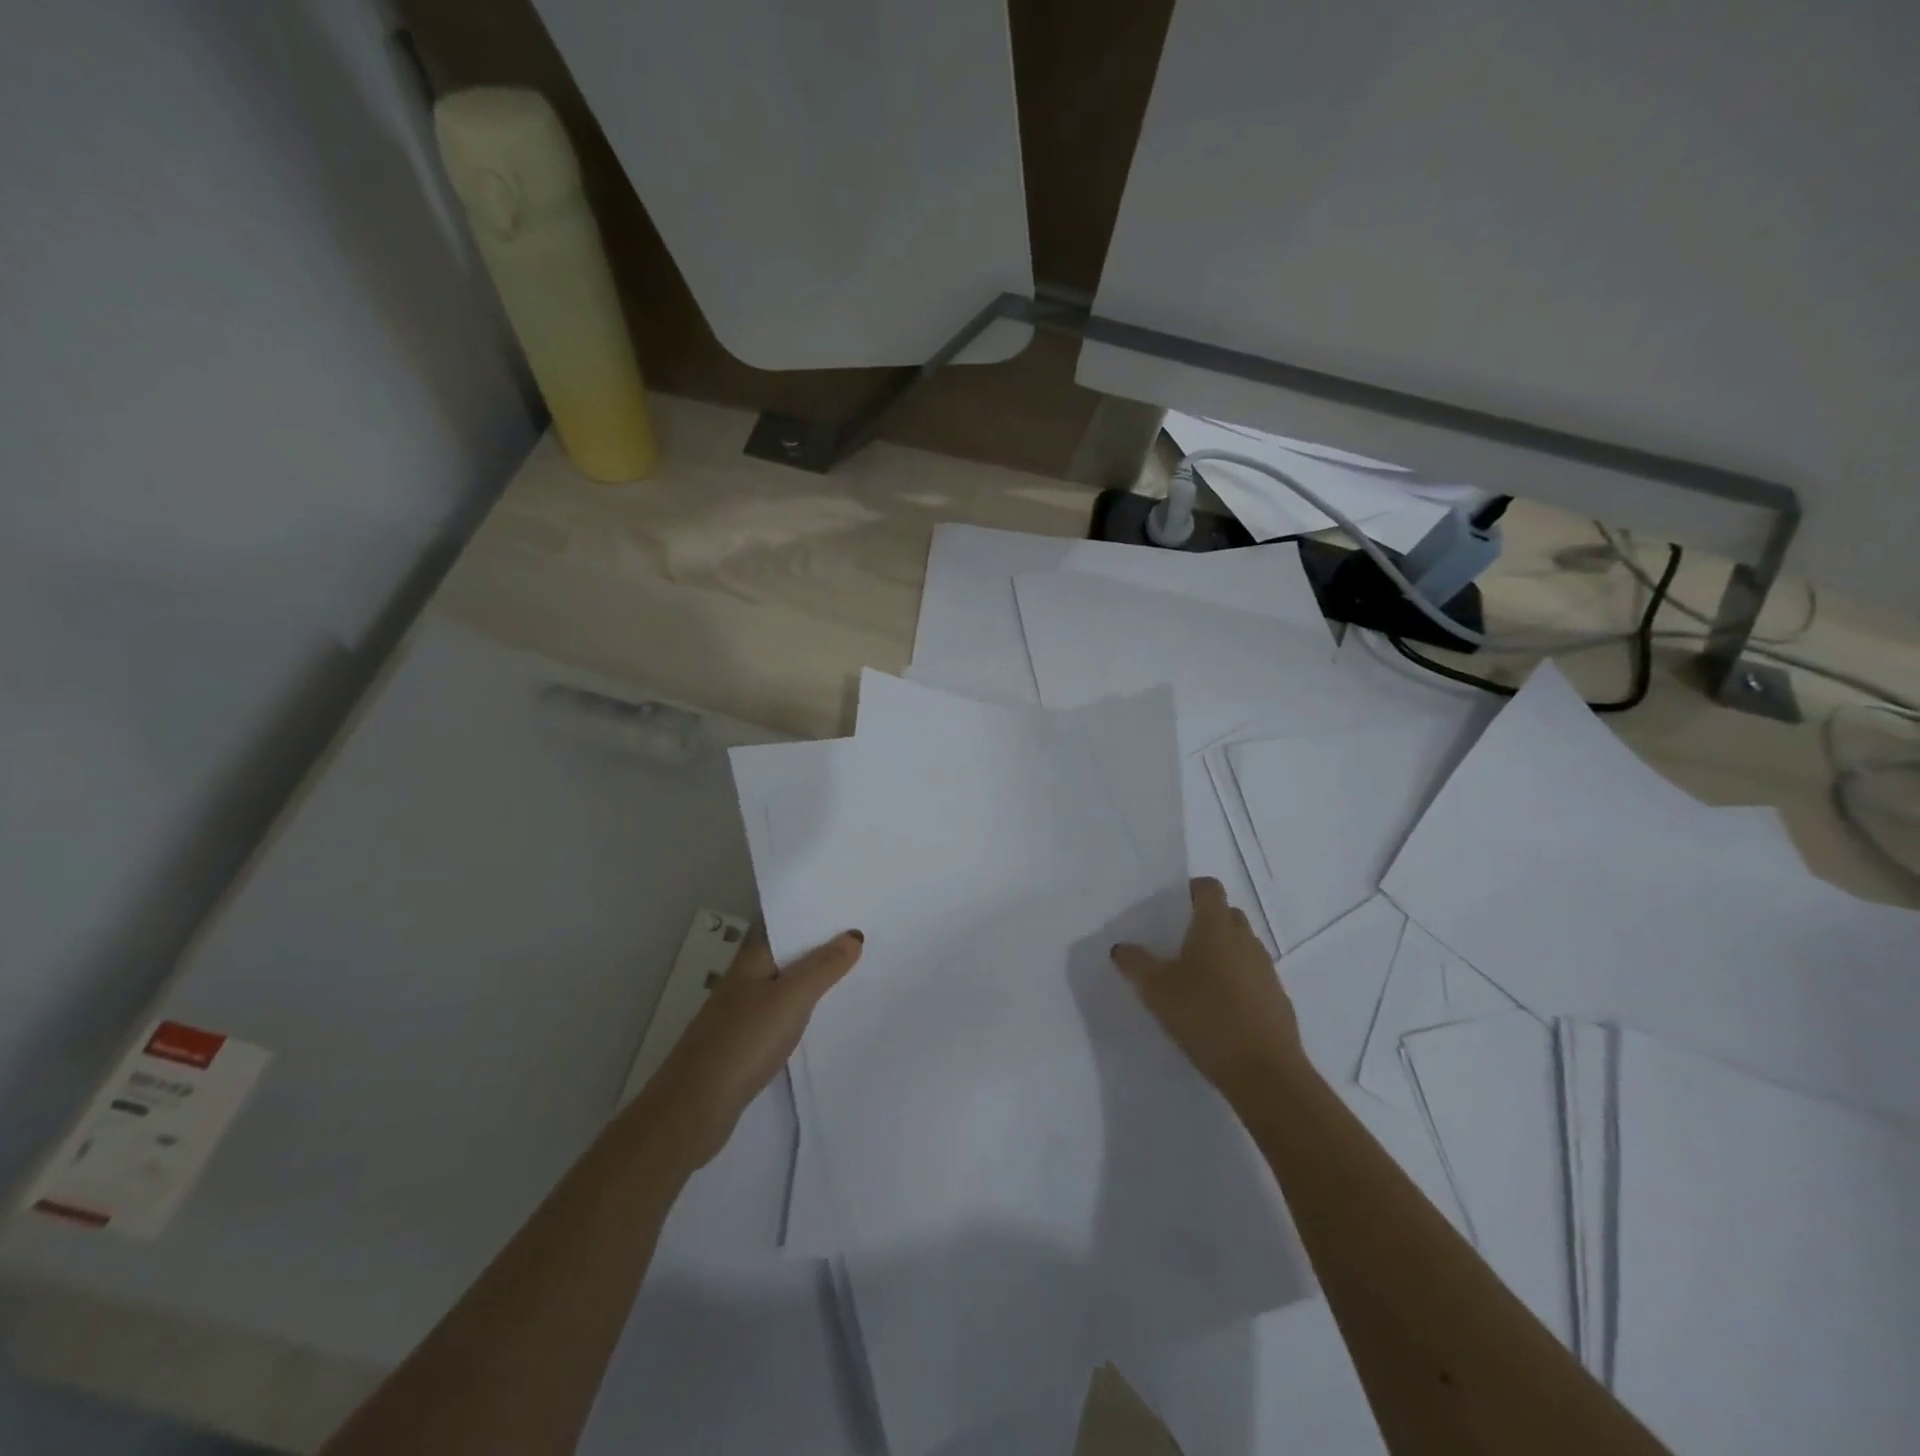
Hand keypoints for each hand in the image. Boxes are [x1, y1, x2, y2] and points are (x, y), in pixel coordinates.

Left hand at [633, 925, 861, 1172]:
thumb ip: (822, 967)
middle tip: (859, 932)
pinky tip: (820, 1016)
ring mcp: (739, 1014)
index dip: (806, 910)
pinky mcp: (742, 1045)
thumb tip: (853, 934)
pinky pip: (779, 1013)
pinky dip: (800, 1008)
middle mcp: (743, 980)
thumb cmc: (744, 1041)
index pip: (778, 922)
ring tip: (850, 969)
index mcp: (750, 960)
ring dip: (809, 976)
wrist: (694, 1109)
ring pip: (781, 984)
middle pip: (782, 952)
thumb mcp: (791, 998)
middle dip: (814, 942)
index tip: (841, 901)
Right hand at [1111, 878, 1303, 1102]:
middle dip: (1205, 921)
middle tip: (1178, 942)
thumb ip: (1136, 964)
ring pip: (1241, 945)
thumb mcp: (1156, 991)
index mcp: (1216, 927)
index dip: (1191, 890)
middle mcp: (1245, 940)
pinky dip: (1236, 980)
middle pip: (1227, 914)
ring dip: (1222, 952)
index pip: (1209, 888)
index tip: (1173, 907)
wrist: (1264, 1073)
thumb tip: (1120, 947)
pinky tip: (1217, 1008)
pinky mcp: (1277, 998)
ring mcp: (1266, 969)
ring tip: (1195, 978)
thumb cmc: (1205, 1017)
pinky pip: (1253, 975)